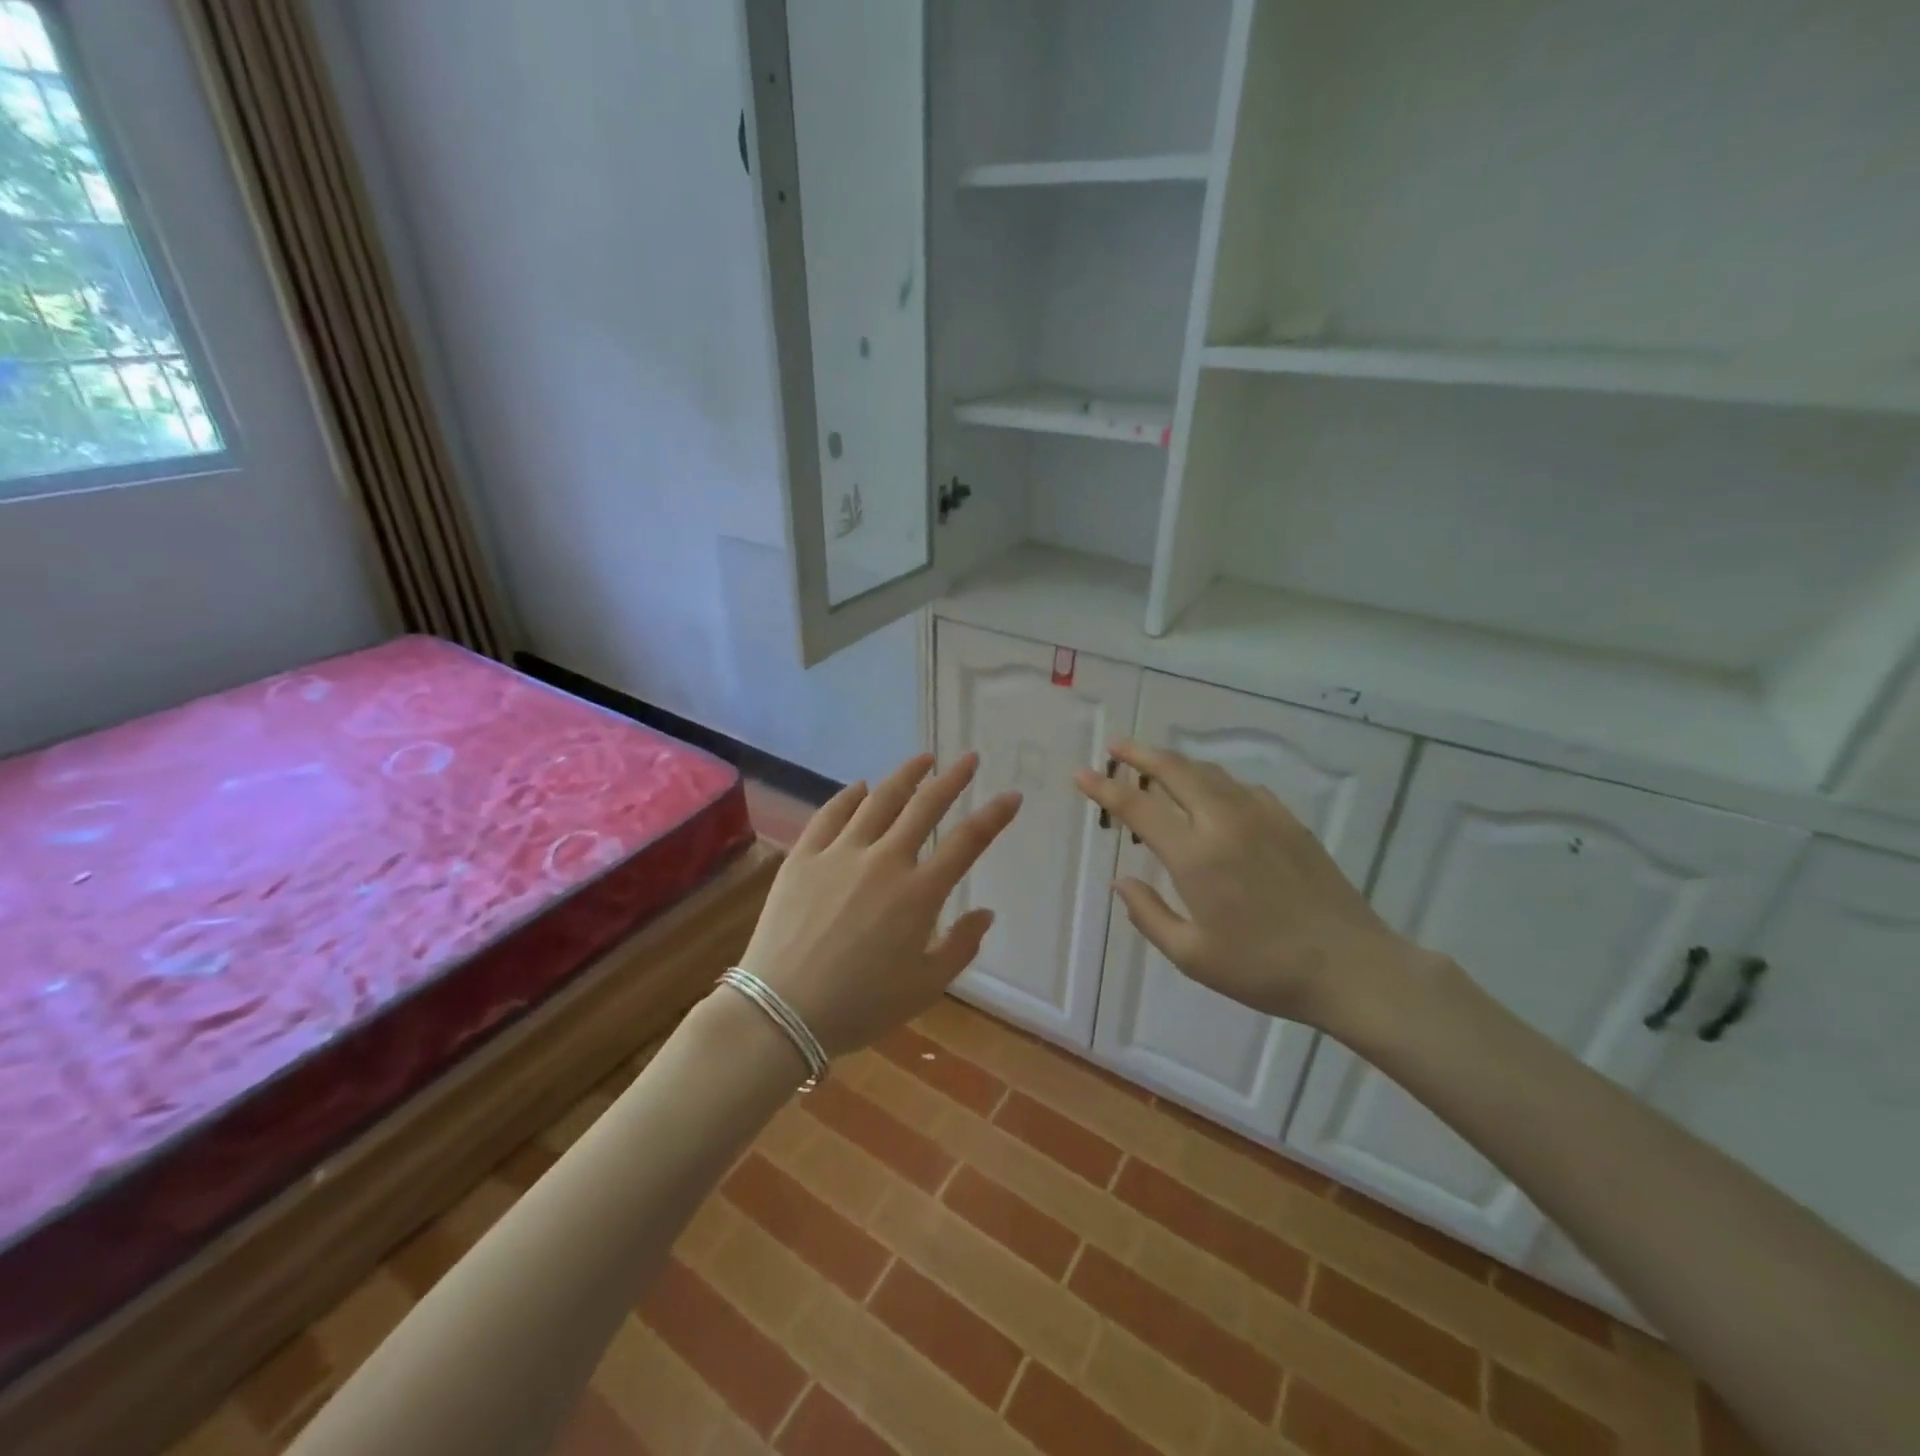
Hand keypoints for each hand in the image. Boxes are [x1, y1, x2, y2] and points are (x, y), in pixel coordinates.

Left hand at [739, 753, 1019, 1058]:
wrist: (781, 1011)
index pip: (967, 842)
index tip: (1012, 795)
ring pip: (879, 801)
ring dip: (905, 776)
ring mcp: (840, 854)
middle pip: (924, 807)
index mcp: (919, 894)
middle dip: (952, 779)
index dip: (994, 816)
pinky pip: (830, 815)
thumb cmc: (860, 1006)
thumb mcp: (925, 987)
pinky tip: (860, 787)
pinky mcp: (804, 857)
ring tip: (923, 759)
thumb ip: (961, 946)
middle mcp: (884, 861)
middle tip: (969, 759)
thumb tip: (986, 913)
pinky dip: (849, 796)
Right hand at [1073, 741, 1433, 1030]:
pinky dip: (1214, 782)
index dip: (1105, 788)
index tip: (1081, 775)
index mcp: (1196, 856)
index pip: (1138, 807)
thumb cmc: (1264, 969)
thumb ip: (1149, 915)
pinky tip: (1213, 798)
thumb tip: (1122, 882)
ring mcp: (1262, 816)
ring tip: (1156, 768)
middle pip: (1175, 770)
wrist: (1352, 967)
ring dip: (1177, 764)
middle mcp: (1225, 822)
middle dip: (1140, 754)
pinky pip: (1241, 787)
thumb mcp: (1193, 956)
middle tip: (1116, 748)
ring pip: (1210, 773)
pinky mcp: (1289, 821)